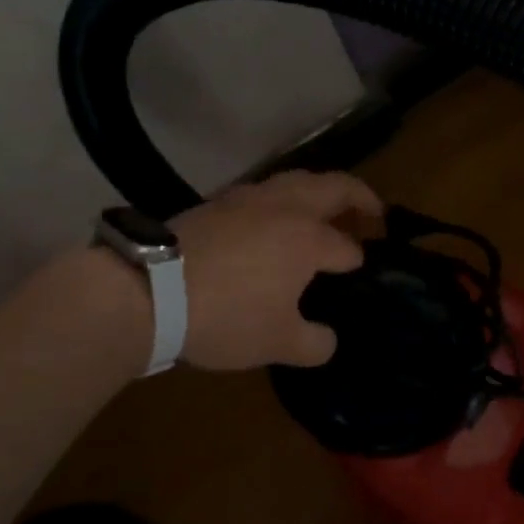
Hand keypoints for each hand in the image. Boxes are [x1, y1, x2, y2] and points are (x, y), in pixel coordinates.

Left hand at [171, 170, 381, 370]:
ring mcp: (250, 198)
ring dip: (320, 190)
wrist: (148, 291)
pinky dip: (283, 198)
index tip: (357, 276)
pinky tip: (273, 217)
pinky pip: (265, 190)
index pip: (347, 248)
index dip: (357, 263)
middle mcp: (286, 207)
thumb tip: (327, 339)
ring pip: (297, 179)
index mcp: (309, 239)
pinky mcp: (218, 201)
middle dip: (361, 196)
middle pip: (335, 187)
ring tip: (325, 209)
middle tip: (375, 212)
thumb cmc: (226, 316)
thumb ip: (314, 343)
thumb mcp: (278, 343)